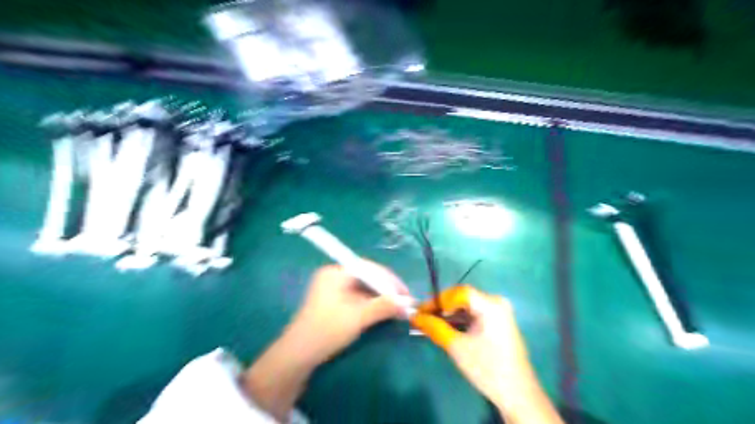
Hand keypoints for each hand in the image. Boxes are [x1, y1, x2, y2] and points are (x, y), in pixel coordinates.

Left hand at [244, 259, 410, 418]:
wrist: (298, 355)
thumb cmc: (327, 330)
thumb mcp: (358, 317)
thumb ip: (384, 307)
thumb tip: (409, 303)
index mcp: (336, 272)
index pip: (369, 268)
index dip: (390, 280)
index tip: (405, 293)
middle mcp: (334, 275)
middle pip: (367, 276)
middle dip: (387, 289)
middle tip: (404, 301)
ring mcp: (333, 288)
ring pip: (364, 288)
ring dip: (381, 297)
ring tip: (397, 307)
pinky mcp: (334, 301)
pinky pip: (358, 296)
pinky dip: (371, 303)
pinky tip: (383, 311)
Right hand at [410, 287, 562, 421]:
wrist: (517, 395)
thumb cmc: (486, 368)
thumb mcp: (456, 347)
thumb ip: (434, 327)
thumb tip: (414, 316)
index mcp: (491, 305)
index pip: (459, 293)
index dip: (437, 300)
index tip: (420, 311)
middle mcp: (497, 302)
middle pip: (463, 298)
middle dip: (441, 307)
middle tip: (422, 317)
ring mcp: (500, 312)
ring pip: (468, 307)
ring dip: (449, 315)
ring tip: (430, 323)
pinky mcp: (499, 323)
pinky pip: (475, 314)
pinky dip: (460, 320)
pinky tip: (446, 328)